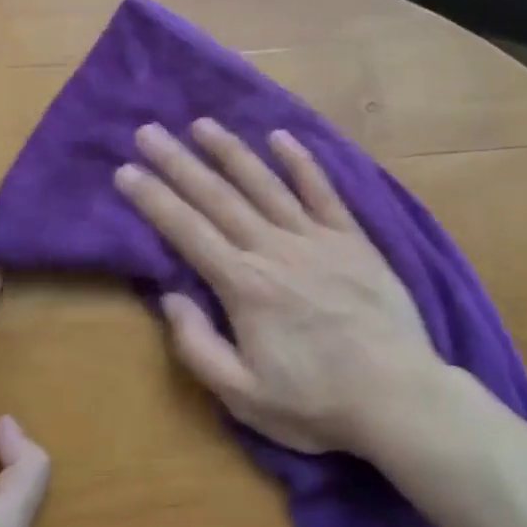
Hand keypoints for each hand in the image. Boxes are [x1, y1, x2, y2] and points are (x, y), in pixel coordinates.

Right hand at [115, 119, 446, 455]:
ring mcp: (316, 238)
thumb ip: (198, 346)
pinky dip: (301, 162)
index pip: (187, 231)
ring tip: (202, 124)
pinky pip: (322, 190)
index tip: (126, 171)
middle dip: (178, 162)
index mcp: (244, 286)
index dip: (153, 199)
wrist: (400, 398)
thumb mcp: (243, 396)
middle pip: (218, 197)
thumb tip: (170, 296)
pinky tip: (280, 136)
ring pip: (264, 184)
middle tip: (148, 131)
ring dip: (230, 151)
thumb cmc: (317, 403)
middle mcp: (274, 249)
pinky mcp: (352, 238)